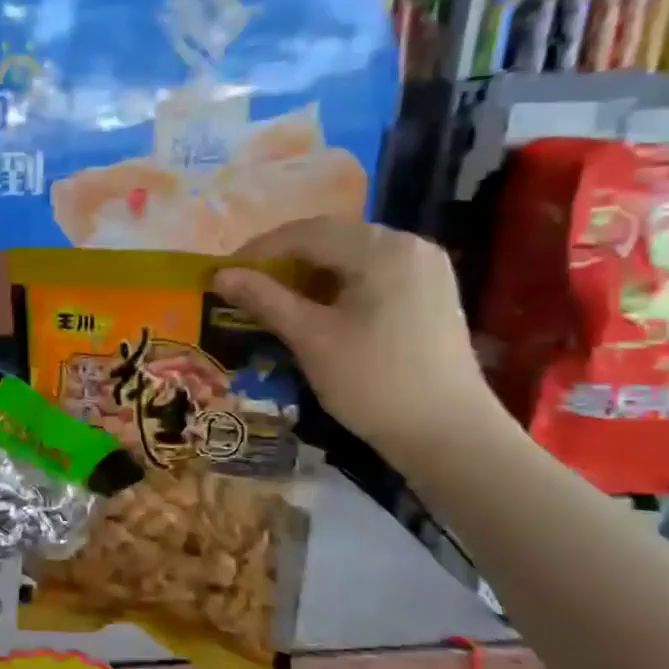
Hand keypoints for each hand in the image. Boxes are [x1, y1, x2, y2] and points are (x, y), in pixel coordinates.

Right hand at [213, 219, 500, 461]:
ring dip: (308, 274)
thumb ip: (264, 300)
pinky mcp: (429, 294)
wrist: (448, 435)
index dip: (259, 251)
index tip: (223, 275)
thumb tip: (220, 274)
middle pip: (331, 239)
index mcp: (382, 249)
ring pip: (351, 257)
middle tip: (244, 288)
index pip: (306, 233)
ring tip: (273, 301)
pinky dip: (337, 286)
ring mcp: (425, 269)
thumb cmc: (373, 383)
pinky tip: (316, 311)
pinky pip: (372, 275)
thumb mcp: (311, 339)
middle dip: (283, 261)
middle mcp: (409, 245)